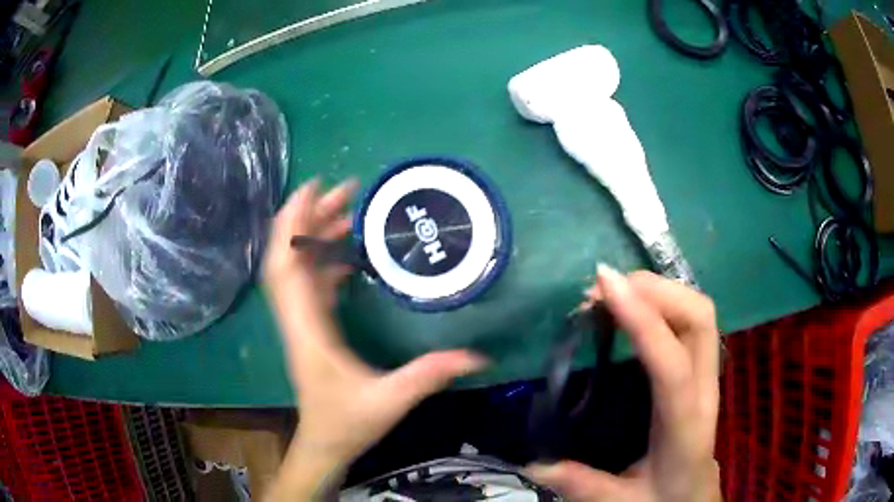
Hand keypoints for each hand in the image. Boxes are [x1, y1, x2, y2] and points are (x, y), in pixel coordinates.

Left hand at [263, 179, 486, 499]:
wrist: (323, 443)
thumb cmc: (347, 423)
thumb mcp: (391, 401)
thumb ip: (430, 375)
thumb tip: (477, 356)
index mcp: (308, 330)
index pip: (287, 267)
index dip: (294, 224)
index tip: (314, 189)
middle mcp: (298, 319)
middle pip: (288, 257)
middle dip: (308, 217)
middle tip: (343, 190)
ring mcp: (301, 321)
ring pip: (297, 266)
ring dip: (315, 234)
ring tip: (347, 210)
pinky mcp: (311, 326)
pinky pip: (310, 281)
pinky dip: (323, 259)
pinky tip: (347, 252)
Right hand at [527, 265, 720, 501]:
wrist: (696, 498)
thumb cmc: (664, 499)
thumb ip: (580, 485)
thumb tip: (533, 463)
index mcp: (685, 427)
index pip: (672, 365)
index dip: (642, 321)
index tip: (604, 286)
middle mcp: (704, 391)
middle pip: (699, 318)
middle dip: (655, 290)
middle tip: (604, 289)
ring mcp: (707, 375)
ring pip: (698, 311)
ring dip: (658, 290)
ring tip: (613, 292)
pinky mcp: (699, 370)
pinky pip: (689, 320)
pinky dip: (662, 301)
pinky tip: (633, 308)